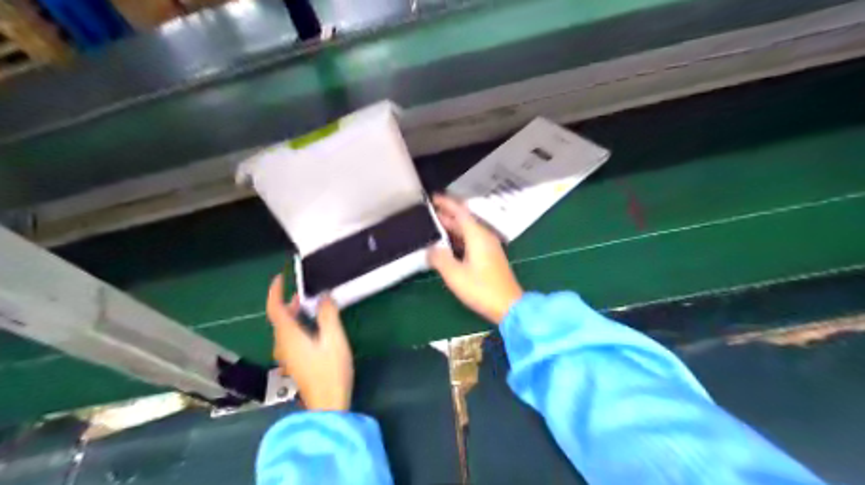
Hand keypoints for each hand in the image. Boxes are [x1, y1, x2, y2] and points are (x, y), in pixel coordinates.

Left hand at [268, 275, 354, 410]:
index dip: (275, 291)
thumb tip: (323, 296)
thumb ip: (327, 315)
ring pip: (285, 329)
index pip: (275, 308)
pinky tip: (314, 329)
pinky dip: (298, 326)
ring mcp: (287, 356)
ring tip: (311, 307)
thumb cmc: (331, 371)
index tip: (281, 277)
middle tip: (304, 292)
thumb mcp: (334, 339)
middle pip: (279, 319)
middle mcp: (283, 345)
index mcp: (289, 336)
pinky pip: (291, 339)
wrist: (327, 405)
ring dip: (294, 315)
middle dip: (288, 302)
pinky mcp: (294, 364)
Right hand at [429, 196, 523, 324]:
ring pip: (467, 231)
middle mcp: (484, 236)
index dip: (446, 203)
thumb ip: (439, 258)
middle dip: (446, 215)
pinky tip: (446, 245)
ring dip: (451, 227)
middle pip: (463, 220)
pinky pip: (470, 240)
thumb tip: (430, 249)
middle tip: (426, 213)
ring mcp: (488, 247)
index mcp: (477, 235)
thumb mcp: (455, 275)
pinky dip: (457, 238)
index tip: (431, 197)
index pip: (460, 211)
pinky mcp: (489, 257)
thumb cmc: (481, 289)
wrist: (509, 306)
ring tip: (432, 227)